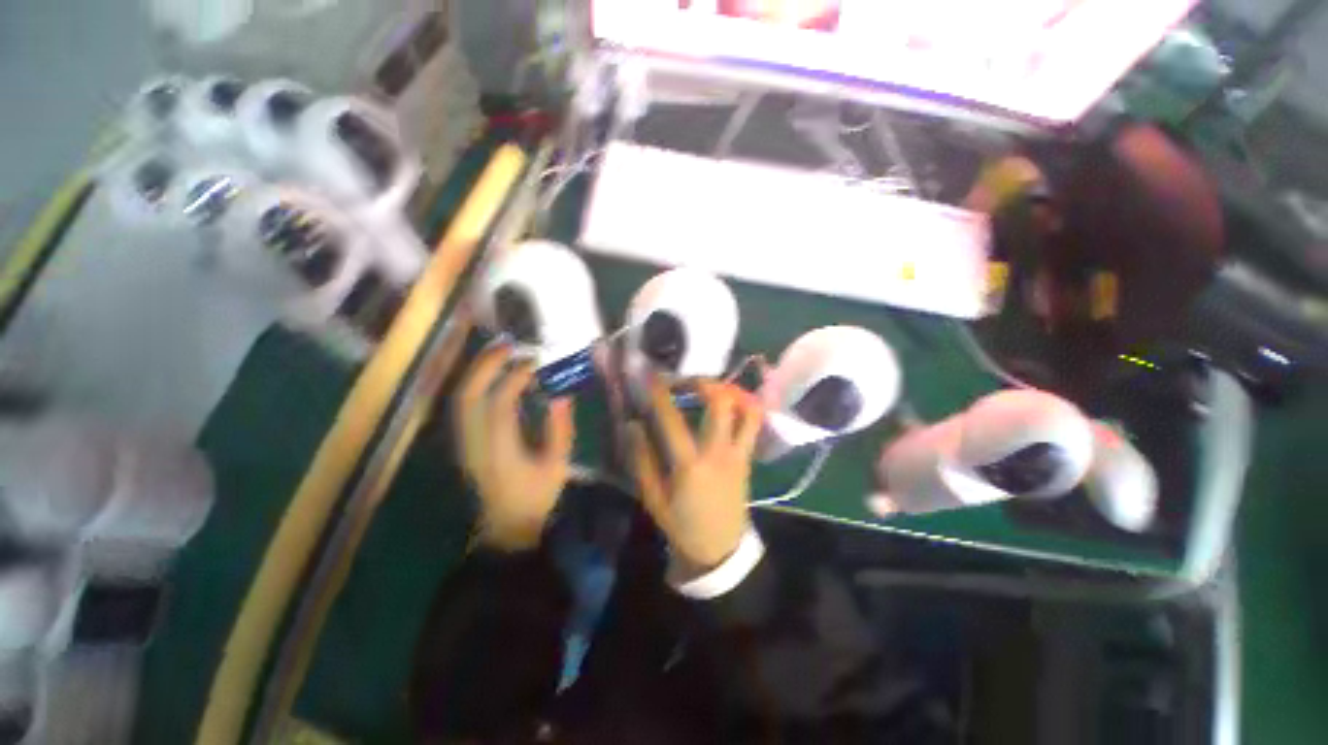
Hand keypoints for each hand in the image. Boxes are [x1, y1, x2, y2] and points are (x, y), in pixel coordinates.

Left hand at [453, 345, 574, 550]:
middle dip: (486, 365)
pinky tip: (493, 376)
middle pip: (469, 395)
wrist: (506, 524)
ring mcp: (464, 442)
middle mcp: (475, 442)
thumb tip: (561, 394)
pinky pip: (464, 405)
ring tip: (501, 353)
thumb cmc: (536, 495)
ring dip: (478, 371)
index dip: (516, 378)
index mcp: (500, 449)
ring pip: (461, 398)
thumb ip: (560, 428)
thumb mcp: (557, 464)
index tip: (536, 363)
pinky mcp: (464, 442)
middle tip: (510, 345)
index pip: (499, 403)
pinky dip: (476, 384)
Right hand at [628, 379, 763, 569]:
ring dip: (731, 391)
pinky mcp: (748, 457)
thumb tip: (632, 425)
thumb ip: (641, 459)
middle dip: (703, 382)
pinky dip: (744, 406)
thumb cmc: (682, 525)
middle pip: (721, 403)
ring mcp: (739, 453)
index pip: (673, 419)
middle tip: (686, 381)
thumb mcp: (653, 498)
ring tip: (711, 388)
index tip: (652, 376)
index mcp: (690, 465)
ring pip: (748, 409)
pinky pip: (753, 423)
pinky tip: (728, 404)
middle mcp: (719, 452)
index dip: (660, 394)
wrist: (719, 550)